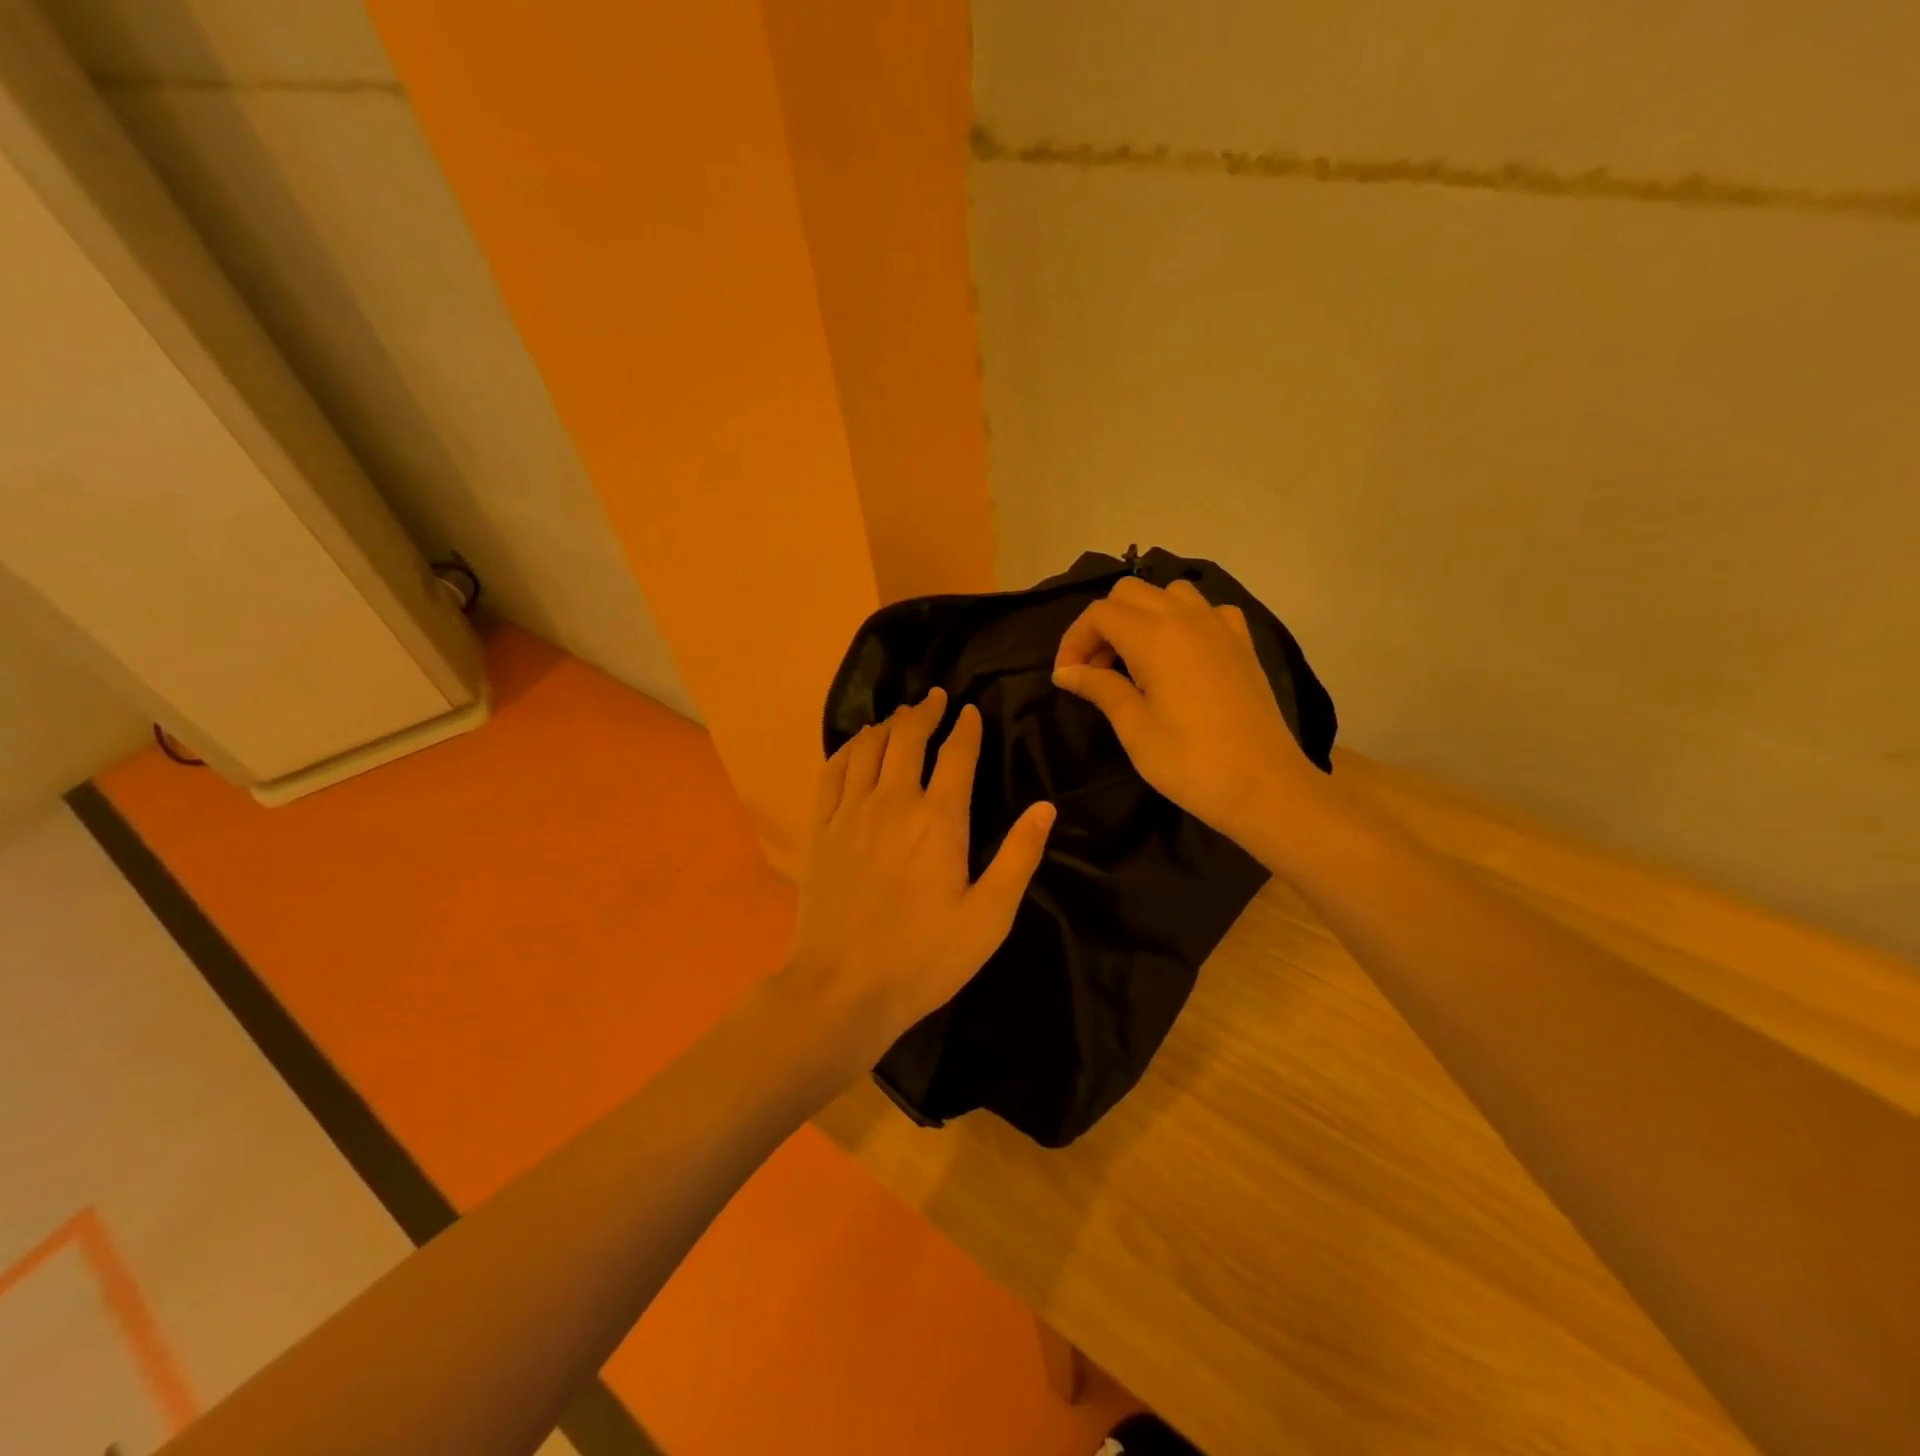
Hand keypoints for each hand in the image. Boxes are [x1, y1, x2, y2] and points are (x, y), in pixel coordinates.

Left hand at [786, 688, 1056, 1065]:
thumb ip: (1018, 857)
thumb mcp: (989, 917)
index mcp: (940, 820)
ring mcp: (851, 813)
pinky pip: (832, 772)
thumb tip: (1045, 808)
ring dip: (887, 725)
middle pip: (907, 738)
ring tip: (899, 716)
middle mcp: (893, 802)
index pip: (957, 754)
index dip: (966, 728)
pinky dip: (847, 749)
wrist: (843, 988)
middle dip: (924, 712)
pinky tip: (856, 745)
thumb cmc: (925, 958)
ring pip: (868, 748)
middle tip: (935, 698)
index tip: (970, 711)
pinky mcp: (822, 830)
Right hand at [1052, 577, 1321, 845]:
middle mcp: (1186, 618)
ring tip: (1135, 659)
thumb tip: (1066, 672)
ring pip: (1168, 593)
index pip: (1100, 614)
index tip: (1067, 677)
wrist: (1263, 785)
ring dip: (1142, 616)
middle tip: (1096, 669)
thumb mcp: (1134, 727)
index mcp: (1154, 637)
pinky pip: (1206, 610)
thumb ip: (1099, 688)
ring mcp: (1220, 626)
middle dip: (1103, 624)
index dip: (1074, 640)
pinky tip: (1181, 654)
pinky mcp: (1242, 643)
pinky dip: (1183, 620)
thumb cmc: (1189, 761)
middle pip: (1130, 593)